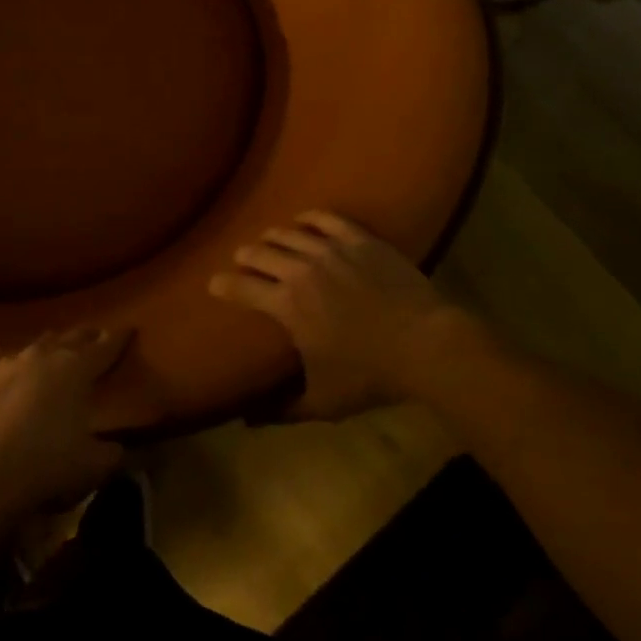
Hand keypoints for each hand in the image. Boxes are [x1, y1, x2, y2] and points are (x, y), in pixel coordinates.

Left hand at [0, 326, 128, 525]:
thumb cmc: (48, 464)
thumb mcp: (94, 465)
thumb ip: (113, 452)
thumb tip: (120, 448)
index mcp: (76, 369)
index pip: (105, 347)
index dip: (119, 338)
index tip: (128, 328)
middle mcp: (44, 356)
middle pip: (71, 338)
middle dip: (86, 337)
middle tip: (95, 336)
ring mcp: (8, 363)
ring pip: (35, 344)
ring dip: (49, 345)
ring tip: (55, 347)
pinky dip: (7, 360)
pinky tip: (4, 358)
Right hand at [209, 210, 487, 419]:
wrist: (427, 346)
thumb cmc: (371, 375)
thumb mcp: (323, 401)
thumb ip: (283, 411)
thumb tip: (249, 421)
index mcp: (287, 305)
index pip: (240, 287)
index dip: (222, 285)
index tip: (213, 285)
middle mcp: (300, 270)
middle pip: (259, 253)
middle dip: (245, 257)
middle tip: (243, 262)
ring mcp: (331, 250)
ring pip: (287, 233)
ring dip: (271, 238)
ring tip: (269, 242)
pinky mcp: (359, 240)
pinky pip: (325, 219)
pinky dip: (309, 218)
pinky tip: (303, 221)